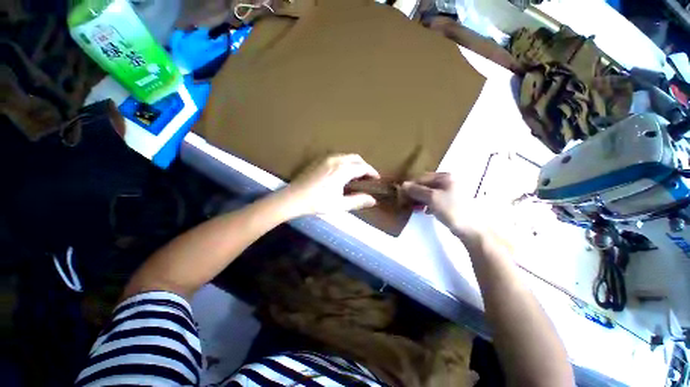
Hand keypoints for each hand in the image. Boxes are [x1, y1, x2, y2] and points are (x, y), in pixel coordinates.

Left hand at [280, 154, 379, 216]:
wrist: (294, 198)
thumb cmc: (317, 202)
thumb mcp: (340, 204)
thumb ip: (358, 201)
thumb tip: (373, 200)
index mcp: (343, 170)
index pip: (363, 167)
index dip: (372, 172)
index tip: (376, 179)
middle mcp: (336, 160)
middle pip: (356, 158)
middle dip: (364, 166)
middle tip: (368, 177)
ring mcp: (326, 158)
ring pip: (346, 156)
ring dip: (355, 163)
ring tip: (356, 175)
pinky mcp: (319, 160)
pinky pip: (337, 157)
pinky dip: (345, 162)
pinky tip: (342, 172)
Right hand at [402, 173, 489, 241]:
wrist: (472, 229)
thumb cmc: (452, 209)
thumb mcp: (432, 198)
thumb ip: (417, 190)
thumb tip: (403, 184)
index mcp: (446, 177)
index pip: (423, 178)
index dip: (411, 185)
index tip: (402, 194)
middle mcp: (449, 181)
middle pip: (427, 185)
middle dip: (416, 193)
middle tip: (406, 201)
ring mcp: (452, 192)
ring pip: (431, 193)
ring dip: (421, 199)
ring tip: (414, 207)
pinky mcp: (452, 202)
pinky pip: (436, 200)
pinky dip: (428, 204)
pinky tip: (425, 211)